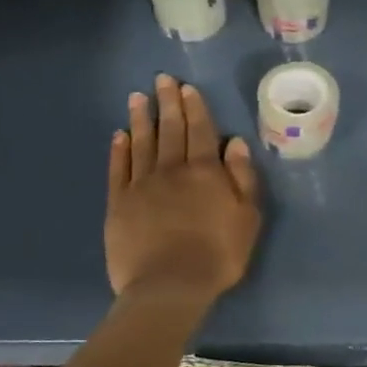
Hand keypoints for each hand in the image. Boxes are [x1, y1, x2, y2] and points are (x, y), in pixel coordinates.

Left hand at [106, 76, 261, 304]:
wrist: (169, 286)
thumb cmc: (218, 254)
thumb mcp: (247, 217)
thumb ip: (242, 178)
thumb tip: (235, 143)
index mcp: (205, 172)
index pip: (201, 131)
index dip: (195, 108)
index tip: (187, 87)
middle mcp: (172, 170)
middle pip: (170, 130)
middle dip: (167, 103)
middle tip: (161, 79)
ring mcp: (141, 186)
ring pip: (142, 143)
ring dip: (141, 119)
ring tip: (137, 98)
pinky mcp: (119, 204)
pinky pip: (118, 169)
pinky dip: (119, 150)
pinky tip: (120, 136)